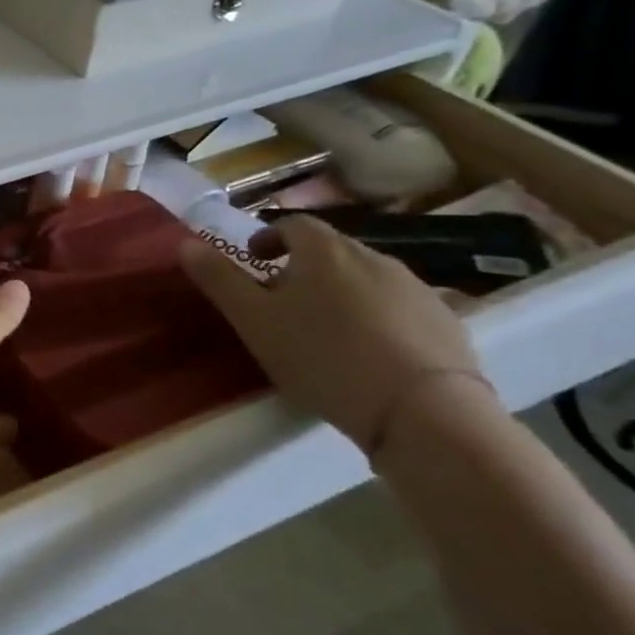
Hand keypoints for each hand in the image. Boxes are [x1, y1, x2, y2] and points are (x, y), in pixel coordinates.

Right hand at [179, 214, 493, 453]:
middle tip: (283, 302)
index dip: (269, 237)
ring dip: (341, 292)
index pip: (293, 224)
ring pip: (366, 278)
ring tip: (326, 330)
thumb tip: (187, 243)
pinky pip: (400, 307)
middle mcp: (374, 257)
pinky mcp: (448, 322)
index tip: (255, 262)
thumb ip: (219, 279)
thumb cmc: (322, 356)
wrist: (423, 410)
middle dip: (304, 268)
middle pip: (331, 250)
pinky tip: (369, 352)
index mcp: (324, 251)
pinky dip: (378, 317)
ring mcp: (417, 288)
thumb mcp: (253, 320)